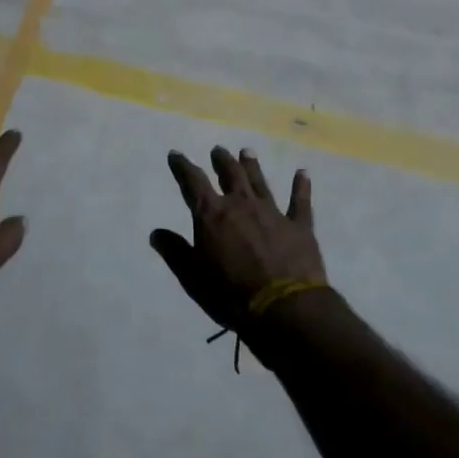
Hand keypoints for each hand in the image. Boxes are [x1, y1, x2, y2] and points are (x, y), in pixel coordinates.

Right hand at [151, 146, 324, 332]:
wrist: (283, 308)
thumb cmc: (231, 294)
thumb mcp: (193, 277)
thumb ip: (175, 252)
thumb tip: (156, 232)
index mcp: (212, 215)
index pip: (193, 183)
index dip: (182, 167)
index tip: (176, 154)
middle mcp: (241, 205)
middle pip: (230, 175)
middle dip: (222, 161)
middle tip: (218, 149)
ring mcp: (272, 213)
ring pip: (260, 183)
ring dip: (252, 166)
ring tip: (246, 151)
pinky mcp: (299, 226)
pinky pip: (300, 202)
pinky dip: (301, 186)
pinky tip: (302, 173)